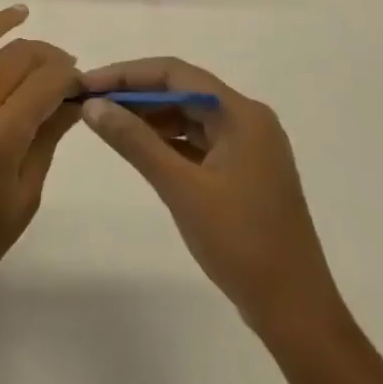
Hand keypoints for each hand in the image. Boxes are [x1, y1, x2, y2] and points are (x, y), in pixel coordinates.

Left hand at [0, 6, 79, 326]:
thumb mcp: (25, 195)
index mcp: (1, 134)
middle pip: (14, 57)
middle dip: (45, 54)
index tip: (81, 80)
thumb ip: (47, 138)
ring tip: (20, 15)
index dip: (68, 75)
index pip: (45, 82)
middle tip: (63, 64)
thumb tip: (73, 100)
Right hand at [79, 58, 344, 341]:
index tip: (87, 84)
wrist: (295, 309)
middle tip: (91, 104)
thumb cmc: (240, 242)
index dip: (127, 75)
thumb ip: (135, 141)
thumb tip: (92, 105)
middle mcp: (248, 121)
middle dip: (135, 95)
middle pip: (183, 91)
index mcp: (241, 114)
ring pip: (189, 116)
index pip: (175, 74)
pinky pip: (198, 142)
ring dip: (149, 118)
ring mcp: (248, 148)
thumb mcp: (180, 188)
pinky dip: (167, 141)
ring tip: (107, 125)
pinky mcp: (244, 172)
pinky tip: (139, 150)